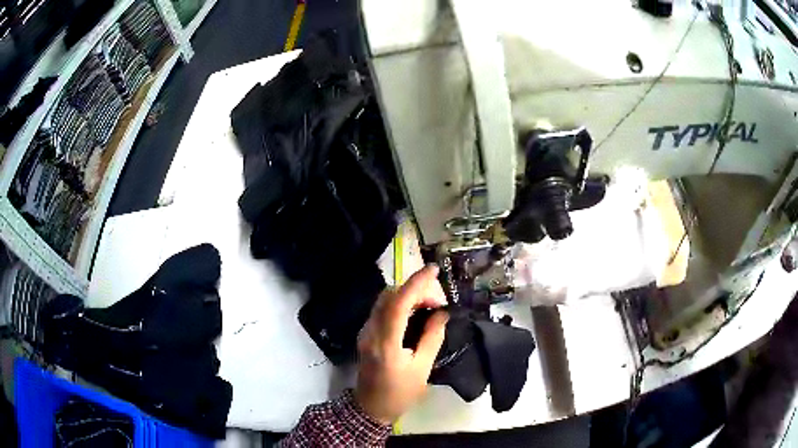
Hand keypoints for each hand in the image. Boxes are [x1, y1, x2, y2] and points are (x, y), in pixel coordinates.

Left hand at [354, 265, 448, 423]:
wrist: (371, 407)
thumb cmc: (400, 393)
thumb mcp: (423, 369)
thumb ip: (432, 337)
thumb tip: (442, 313)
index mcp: (386, 343)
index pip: (399, 303)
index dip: (416, 283)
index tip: (434, 269)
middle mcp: (370, 332)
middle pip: (389, 296)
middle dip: (415, 289)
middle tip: (438, 299)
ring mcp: (365, 332)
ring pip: (384, 300)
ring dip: (407, 295)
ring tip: (430, 304)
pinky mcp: (366, 334)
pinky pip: (382, 309)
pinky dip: (400, 303)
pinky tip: (415, 311)